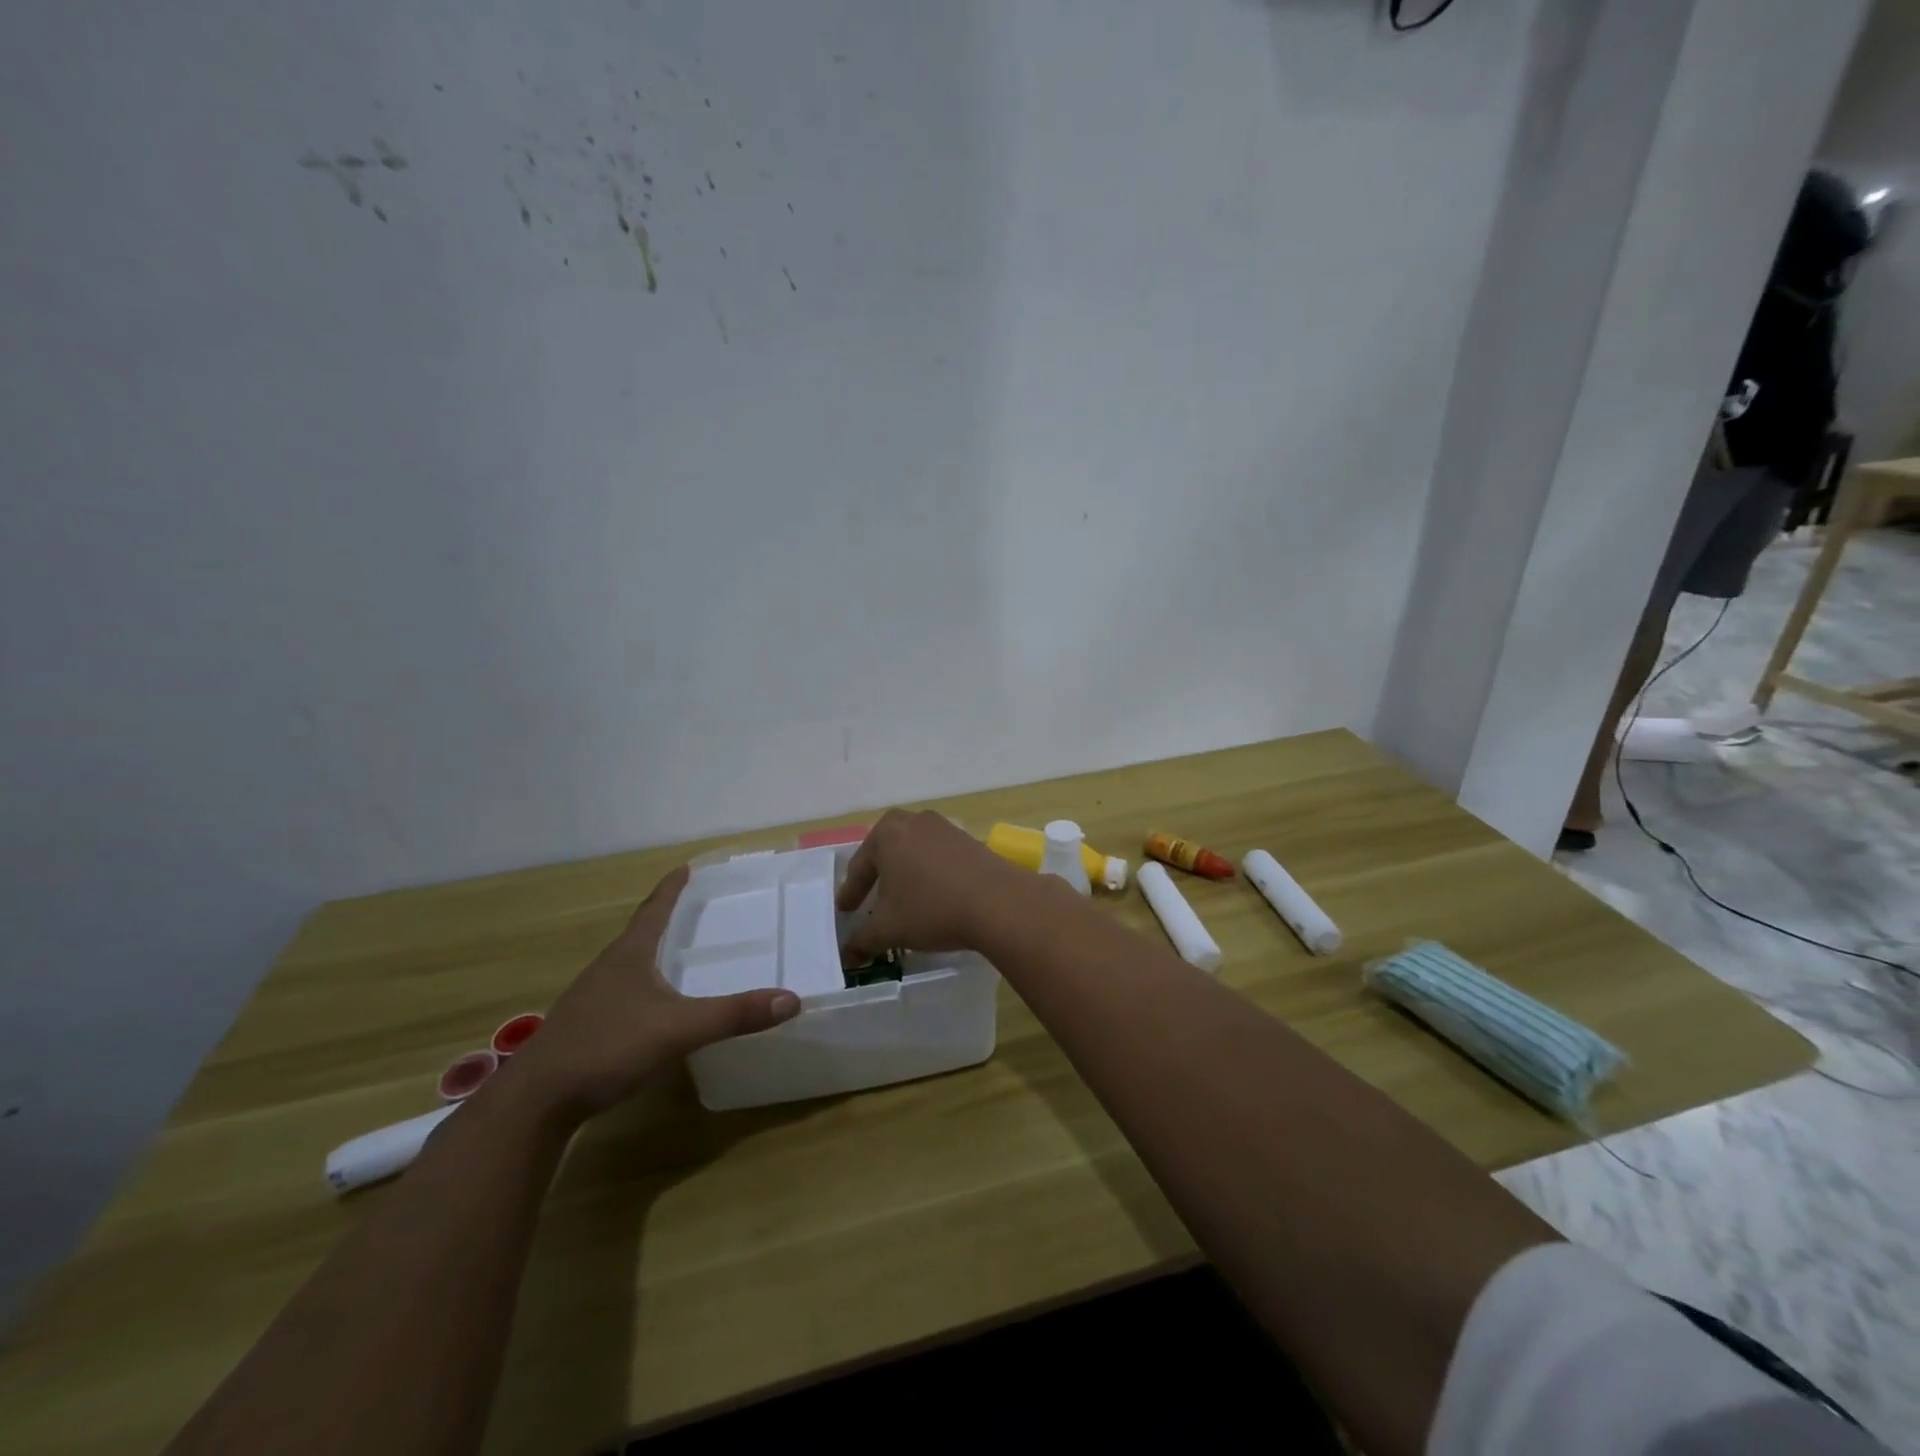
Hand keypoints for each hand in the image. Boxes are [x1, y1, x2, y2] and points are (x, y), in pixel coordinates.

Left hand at [506, 866, 800, 1119]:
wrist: (535, 1102)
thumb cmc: (607, 1048)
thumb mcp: (679, 1029)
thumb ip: (734, 1015)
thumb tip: (792, 1000)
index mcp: (629, 955)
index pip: (654, 909)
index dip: (672, 888)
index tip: (686, 867)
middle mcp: (607, 968)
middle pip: (640, 933)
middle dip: (666, 919)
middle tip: (695, 910)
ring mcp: (590, 999)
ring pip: (628, 965)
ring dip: (652, 954)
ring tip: (678, 955)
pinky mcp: (583, 1028)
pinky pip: (621, 994)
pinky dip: (643, 988)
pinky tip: (653, 1008)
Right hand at [836, 810, 1024, 962]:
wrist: (998, 902)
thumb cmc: (931, 908)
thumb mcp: (888, 929)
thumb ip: (862, 940)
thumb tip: (847, 955)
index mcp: (887, 833)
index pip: (860, 868)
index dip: (851, 893)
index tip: (845, 911)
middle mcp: (914, 821)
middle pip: (887, 853)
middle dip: (878, 877)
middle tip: (869, 900)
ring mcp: (945, 828)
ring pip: (914, 854)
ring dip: (906, 876)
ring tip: (902, 900)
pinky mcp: (970, 841)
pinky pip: (939, 858)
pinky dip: (930, 876)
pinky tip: (933, 897)